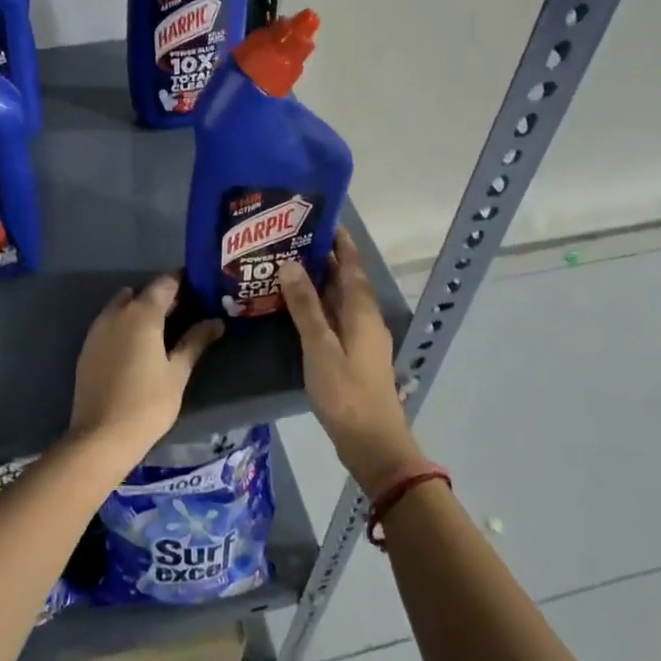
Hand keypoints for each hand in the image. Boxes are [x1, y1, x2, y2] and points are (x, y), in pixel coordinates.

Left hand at [68, 274, 223, 458]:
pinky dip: (124, 325)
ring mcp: (97, 330)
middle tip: (185, 312)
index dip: (183, 282)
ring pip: (121, 306)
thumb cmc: (147, 403)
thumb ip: (195, 342)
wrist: (101, 436)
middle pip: (141, 292)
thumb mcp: (178, 372)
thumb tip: (216, 322)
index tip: (200, 288)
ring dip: (140, 310)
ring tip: (162, 330)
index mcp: (142, 314)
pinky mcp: (87, 348)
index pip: (164, 283)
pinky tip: (138, 347)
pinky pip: (109, 324)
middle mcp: (116, 313)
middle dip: (162, 297)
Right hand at [280, 230, 422, 496]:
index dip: (339, 240)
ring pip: (340, 300)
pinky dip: (319, 306)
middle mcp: (366, 318)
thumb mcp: (319, 347)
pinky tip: (298, 309)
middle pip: (346, 279)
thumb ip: (305, 306)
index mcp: (362, 310)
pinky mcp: (355, 355)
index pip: (351, 264)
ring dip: (320, 282)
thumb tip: (290, 264)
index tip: (319, 217)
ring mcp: (362, 338)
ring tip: (288, 266)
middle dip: (323, 258)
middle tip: (290, 240)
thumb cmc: (345, 392)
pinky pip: (337, 318)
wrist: (372, 442)